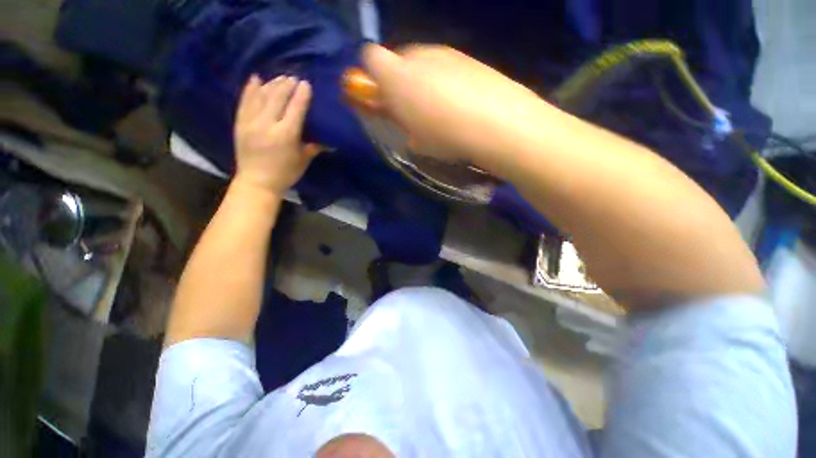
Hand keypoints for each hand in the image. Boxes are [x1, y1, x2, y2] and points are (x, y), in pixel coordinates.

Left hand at [233, 75, 320, 195]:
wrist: (257, 183)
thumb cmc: (285, 174)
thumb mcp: (303, 161)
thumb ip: (314, 146)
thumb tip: (330, 140)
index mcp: (286, 135)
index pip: (295, 109)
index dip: (301, 95)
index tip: (306, 84)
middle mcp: (267, 125)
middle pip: (277, 98)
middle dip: (286, 85)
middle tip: (294, 78)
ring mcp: (250, 123)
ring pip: (261, 96)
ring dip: (272, 84)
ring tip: (280, 78)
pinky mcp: (239, 124)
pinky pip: (244, 101)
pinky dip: (250, 89)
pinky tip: (256, 78)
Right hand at [361, 44, 549, 175]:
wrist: (497, 124)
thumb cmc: (445, 133)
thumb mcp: (410, 131)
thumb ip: (391, 113)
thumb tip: (386, 105)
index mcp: (399, 72)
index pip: (371, 59)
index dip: (373, 80)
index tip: (382, 104)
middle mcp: (422, 54)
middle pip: (400, 61)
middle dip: (400, 85)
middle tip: (411, 114)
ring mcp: (449, 56)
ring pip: (425, 66)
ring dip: (424, 87)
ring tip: (438, 116)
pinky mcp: (471, 63)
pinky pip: (448, 70)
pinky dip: (446, 85)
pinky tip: (458, 108)